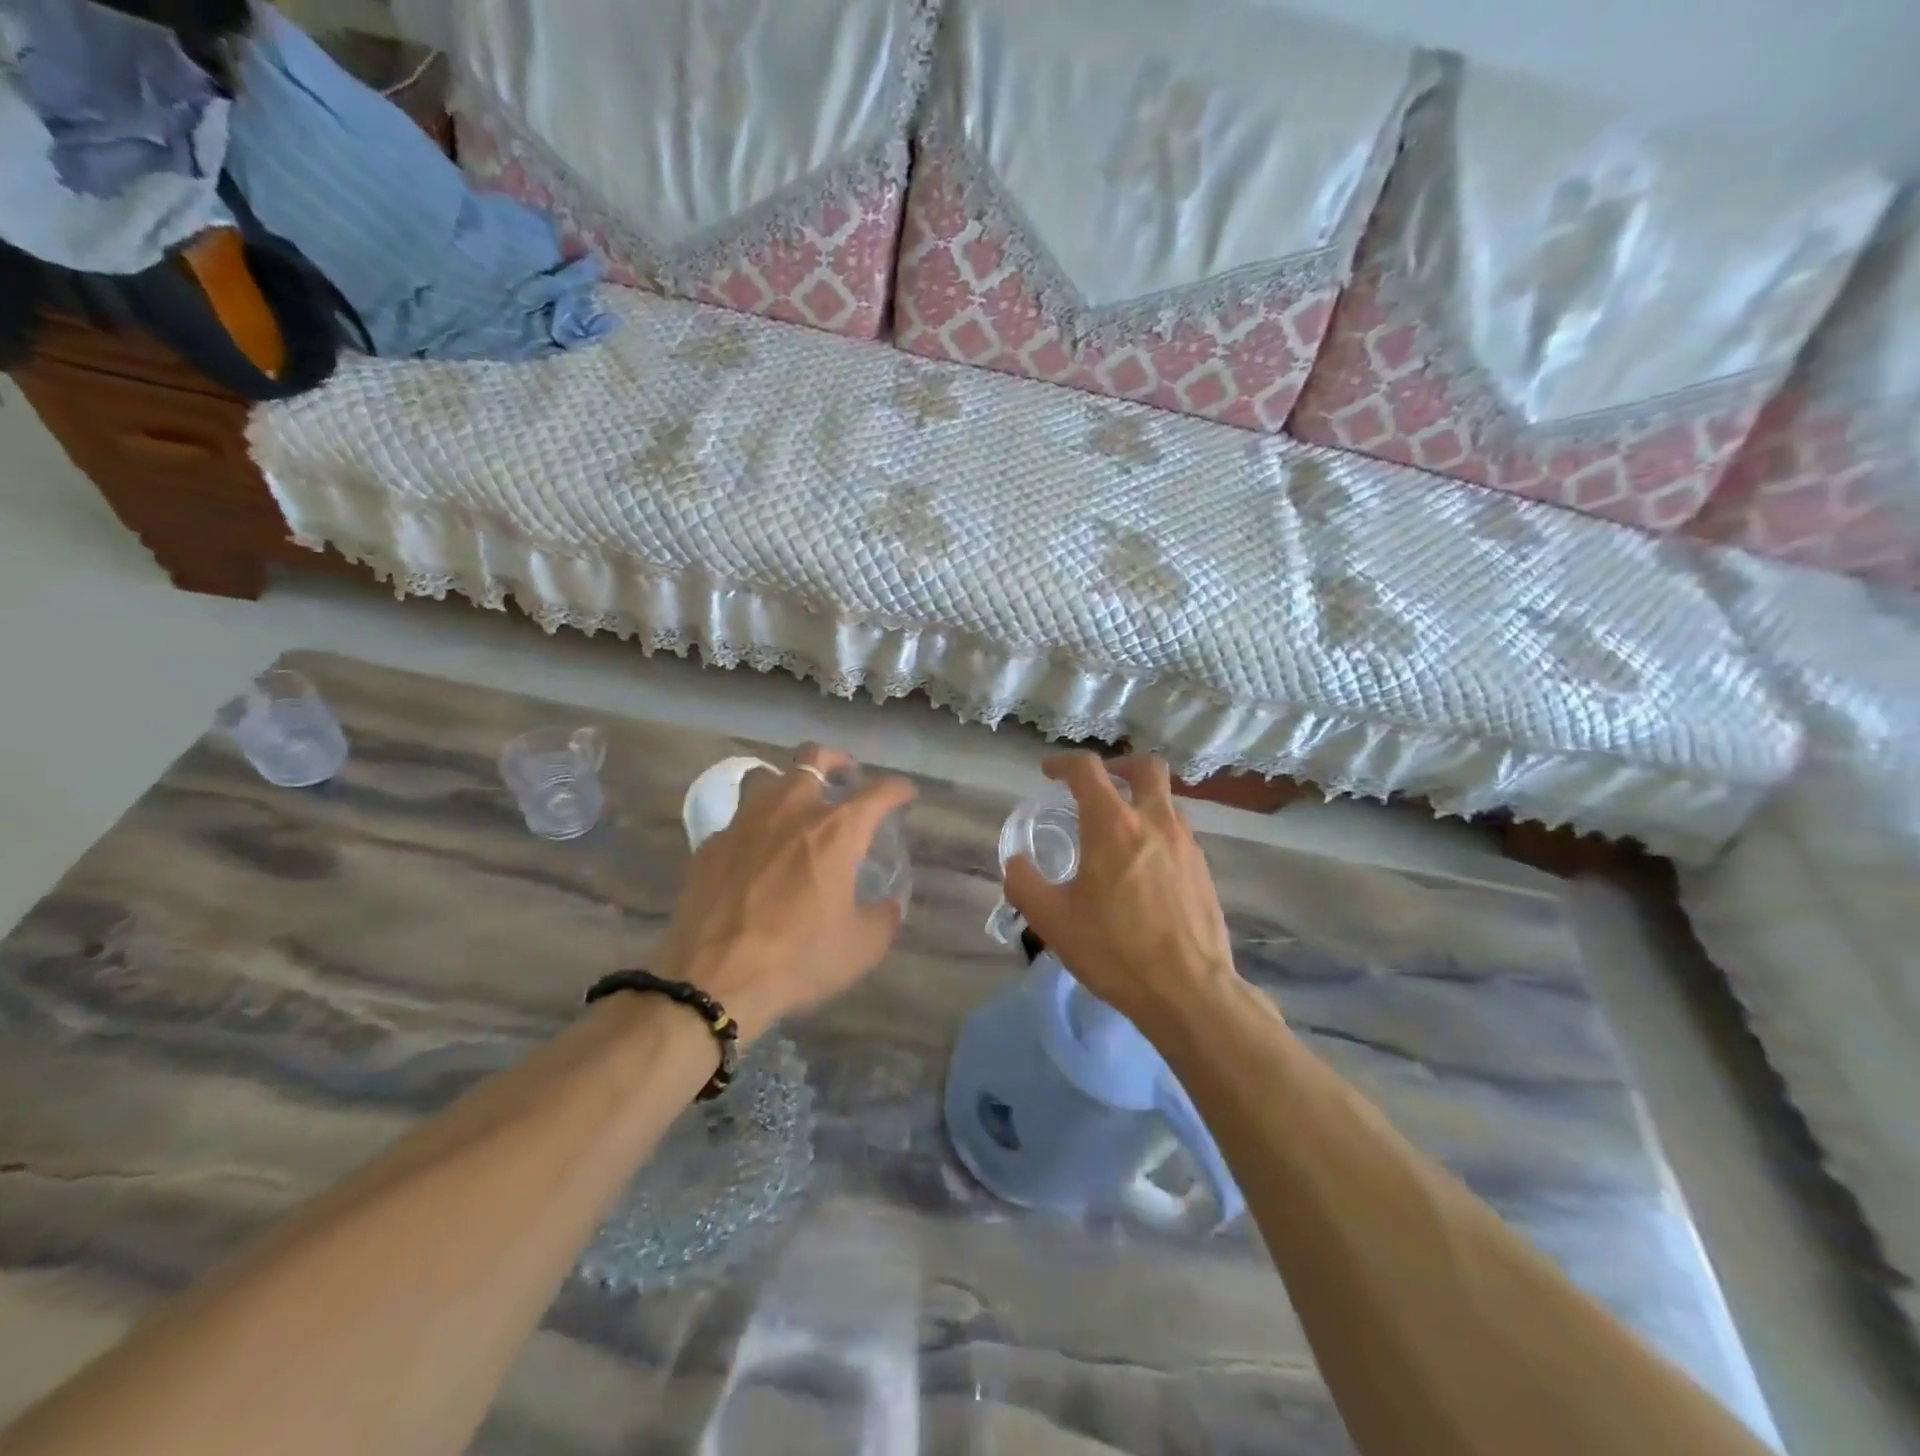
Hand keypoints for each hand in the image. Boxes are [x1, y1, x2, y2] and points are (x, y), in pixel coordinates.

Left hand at [657, 744, 915, 1042]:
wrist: (714, 980)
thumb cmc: (798, 959)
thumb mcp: (861, 947)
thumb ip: (883, 918)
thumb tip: (888, 906)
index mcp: (836, 830)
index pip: (878, 792)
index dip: (898, 789)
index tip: (905, 794)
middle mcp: (791, 811)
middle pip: (814, 759)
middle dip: (837, 761)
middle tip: (846, 777)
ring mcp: (745, 823)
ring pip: (766, 776)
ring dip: (787, 783)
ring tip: (795, 806)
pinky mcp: (711, 844)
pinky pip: (738, 817)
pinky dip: (755, 824)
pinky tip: (757, 851)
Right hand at [1005, 753, 1240, 1032]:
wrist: (1188, 991)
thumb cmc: (1115, 950)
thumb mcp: (1052, 921)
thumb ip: (1024, 884)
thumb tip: (1015, 864)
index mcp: (1113, 825)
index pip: (1087, 770)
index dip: (1063, 763)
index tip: (1049, 772)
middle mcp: (1155, 822)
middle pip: (1145, 767)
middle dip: (1119, 765)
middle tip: (1098, 786)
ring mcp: (1186, 844)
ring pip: (1165, 800)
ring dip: (1140, 801)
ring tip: (1117, 834)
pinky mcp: (1204, 869)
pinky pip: (1178, 833)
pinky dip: (1156, 832)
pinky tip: (1142, 869)